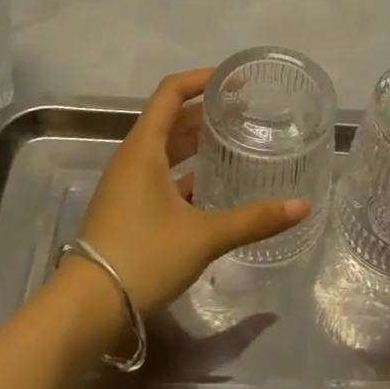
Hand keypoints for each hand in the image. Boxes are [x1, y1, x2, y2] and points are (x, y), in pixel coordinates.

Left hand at [76, 70, 311, 314]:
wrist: (87, 308)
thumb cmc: (143, 256)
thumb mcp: (203, 236)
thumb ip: (254, 219)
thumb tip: (302, 207)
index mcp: (144, 148)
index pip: (171, 92)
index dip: (201, 79)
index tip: (234, 80)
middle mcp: (132, 158)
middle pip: (170, 119)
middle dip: (205, 111)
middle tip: (245, 112)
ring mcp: (127, 185)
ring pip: (165, 149)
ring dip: (196, 142)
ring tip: (233, 142)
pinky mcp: (127, 209)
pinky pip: (160, 175)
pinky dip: (186, 172)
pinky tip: (212, 186)